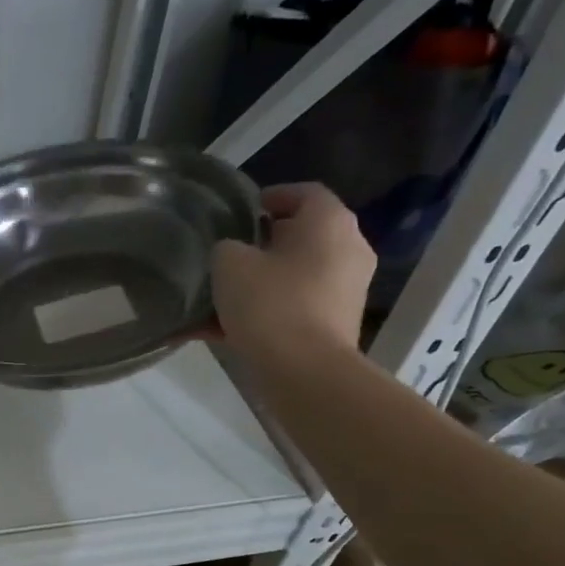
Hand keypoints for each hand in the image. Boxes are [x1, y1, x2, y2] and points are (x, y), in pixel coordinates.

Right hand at [211, 183, 374, 361]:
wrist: (304, 373)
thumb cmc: (270, 304)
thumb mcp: (229, 264)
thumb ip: (226, 247)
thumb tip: (232, 254)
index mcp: (329, 222)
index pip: (302, 192)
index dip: (268, 197)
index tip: (236, 214)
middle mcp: (347, 250)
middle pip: (299, 237)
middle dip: (260, 245)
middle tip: (223, 255)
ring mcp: (345, 291)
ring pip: (292, 277)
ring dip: (258, 283)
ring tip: (217, 297)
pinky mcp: (334, 326)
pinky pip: (292, 309)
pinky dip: (262, 314)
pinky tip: (219, 331)